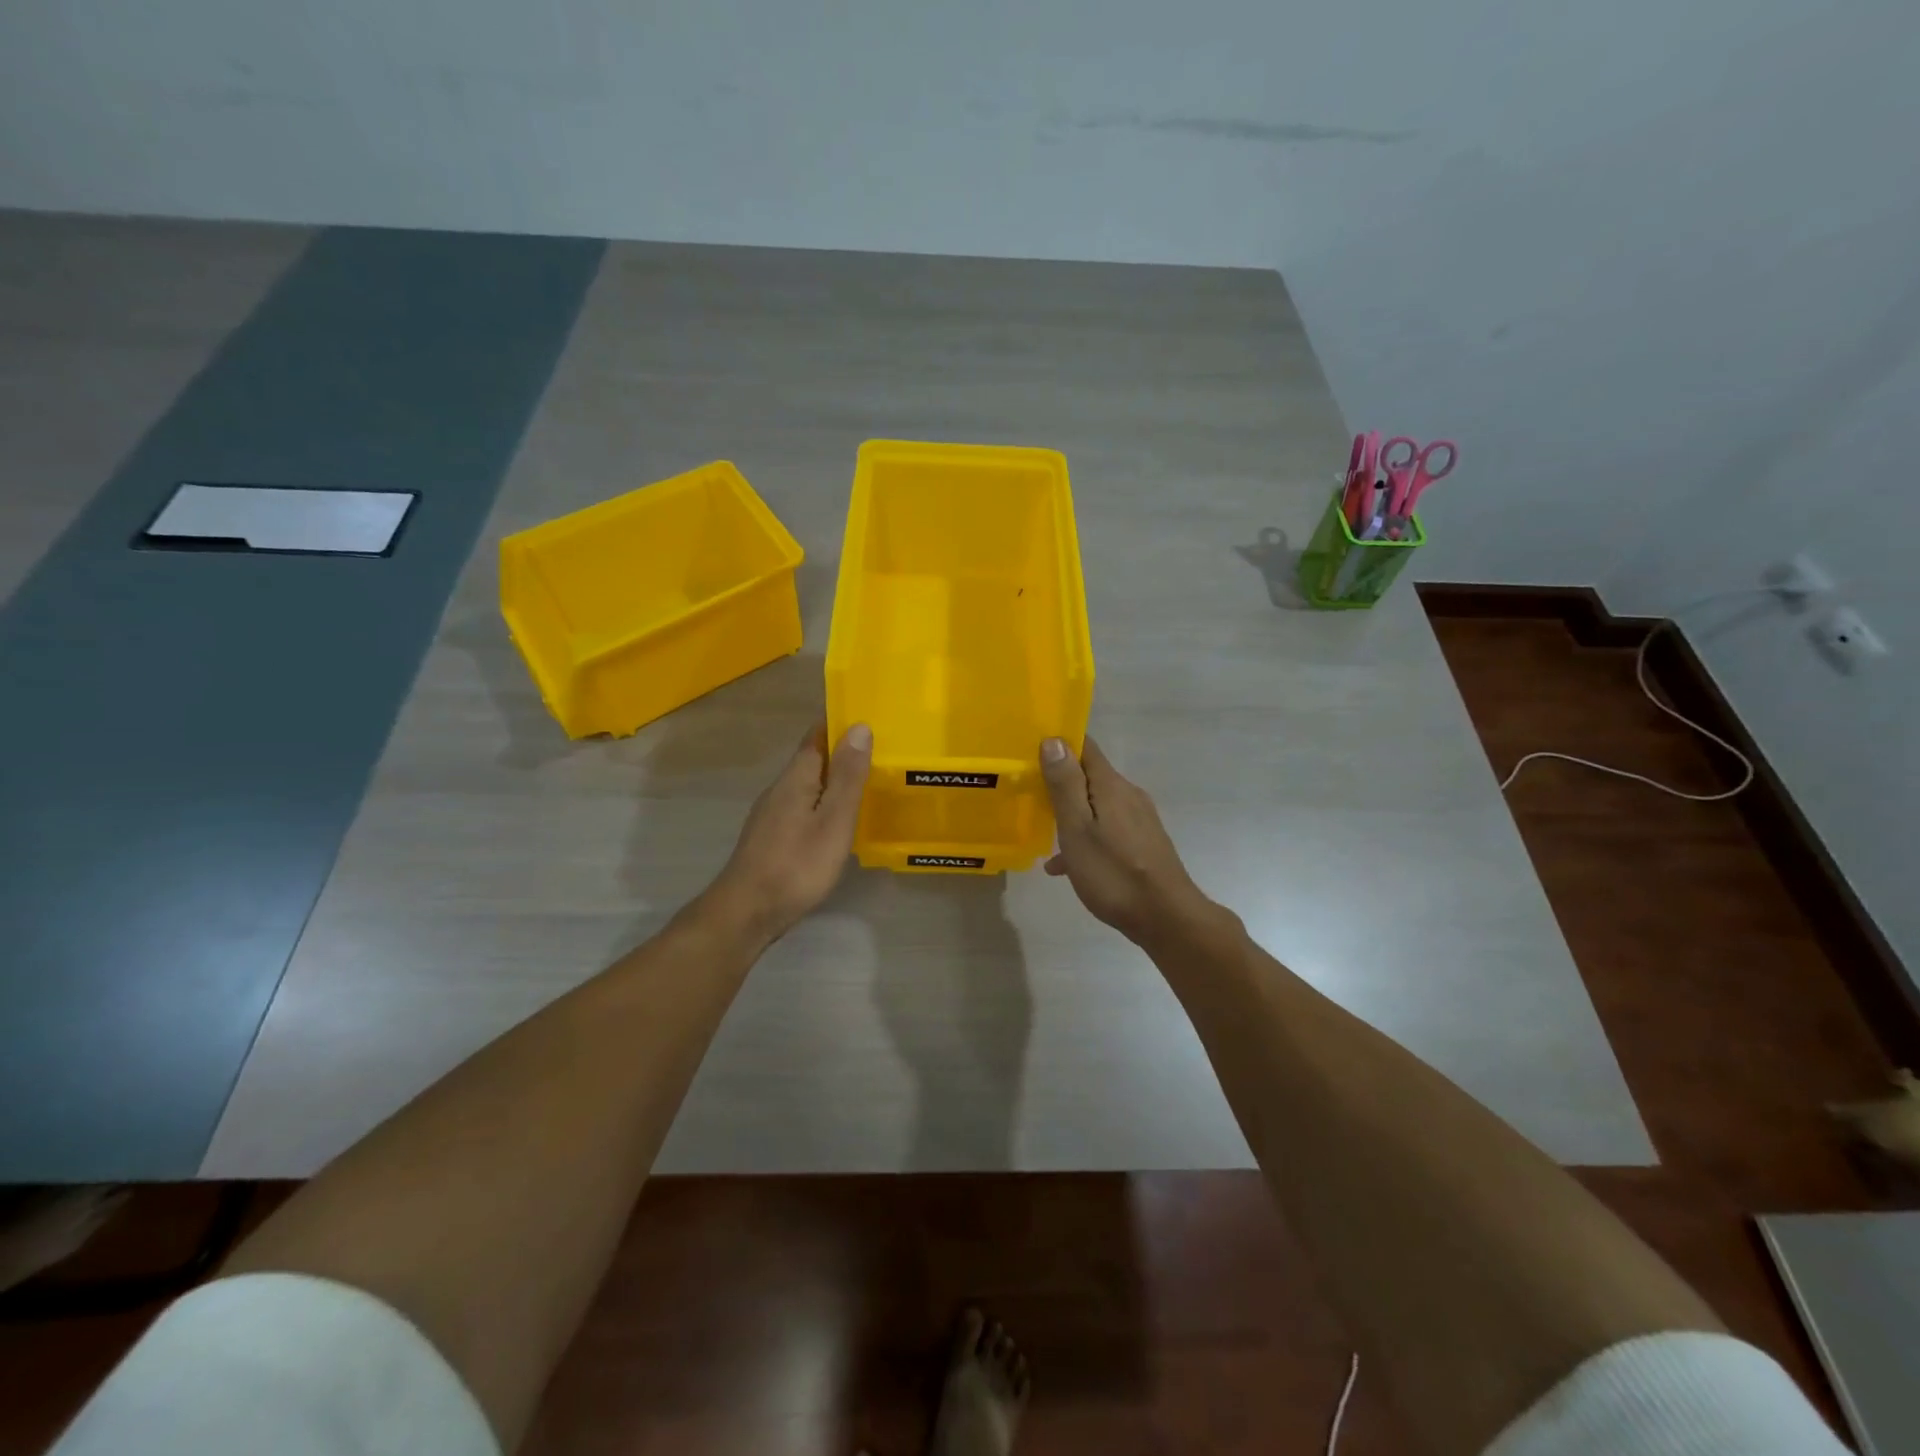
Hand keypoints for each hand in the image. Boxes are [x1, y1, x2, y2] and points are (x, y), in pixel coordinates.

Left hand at [709, 721, 871, 940]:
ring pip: (807, 786)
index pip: (816, 737)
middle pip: (812, 761)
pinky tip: (837, 822)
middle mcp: (779, 790)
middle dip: (841, 754)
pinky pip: (802, 808)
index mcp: (795, 779)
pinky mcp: (771, 838)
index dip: (840, 725)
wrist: (747, 913)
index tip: (869, 720)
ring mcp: (771, 815)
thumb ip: (847, 777)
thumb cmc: (796, 865)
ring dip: (833, 781)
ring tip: (865, 785)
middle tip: (879, 754)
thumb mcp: (833, 821)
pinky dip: (823, 805)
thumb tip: (859, 727)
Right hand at [1039, 735, 1218, 945]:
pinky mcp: (1142, 843)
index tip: (1029, 750)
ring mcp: (1138, 820)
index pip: (1084, 746)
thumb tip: (1054, 739)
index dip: (1058, 743)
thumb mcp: (1077, 828)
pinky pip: (1106, 830)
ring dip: (1070, 813)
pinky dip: (1085, 839)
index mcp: (1111, 785)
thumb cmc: (1113, 873)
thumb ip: (1065, 784)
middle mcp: (1128, 795)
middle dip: (1060, 781)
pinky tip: (1065, 866)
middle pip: (1089, 776)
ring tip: (1042, 833)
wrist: (1166, 918)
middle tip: (1028, 793)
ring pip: (1096, 806)